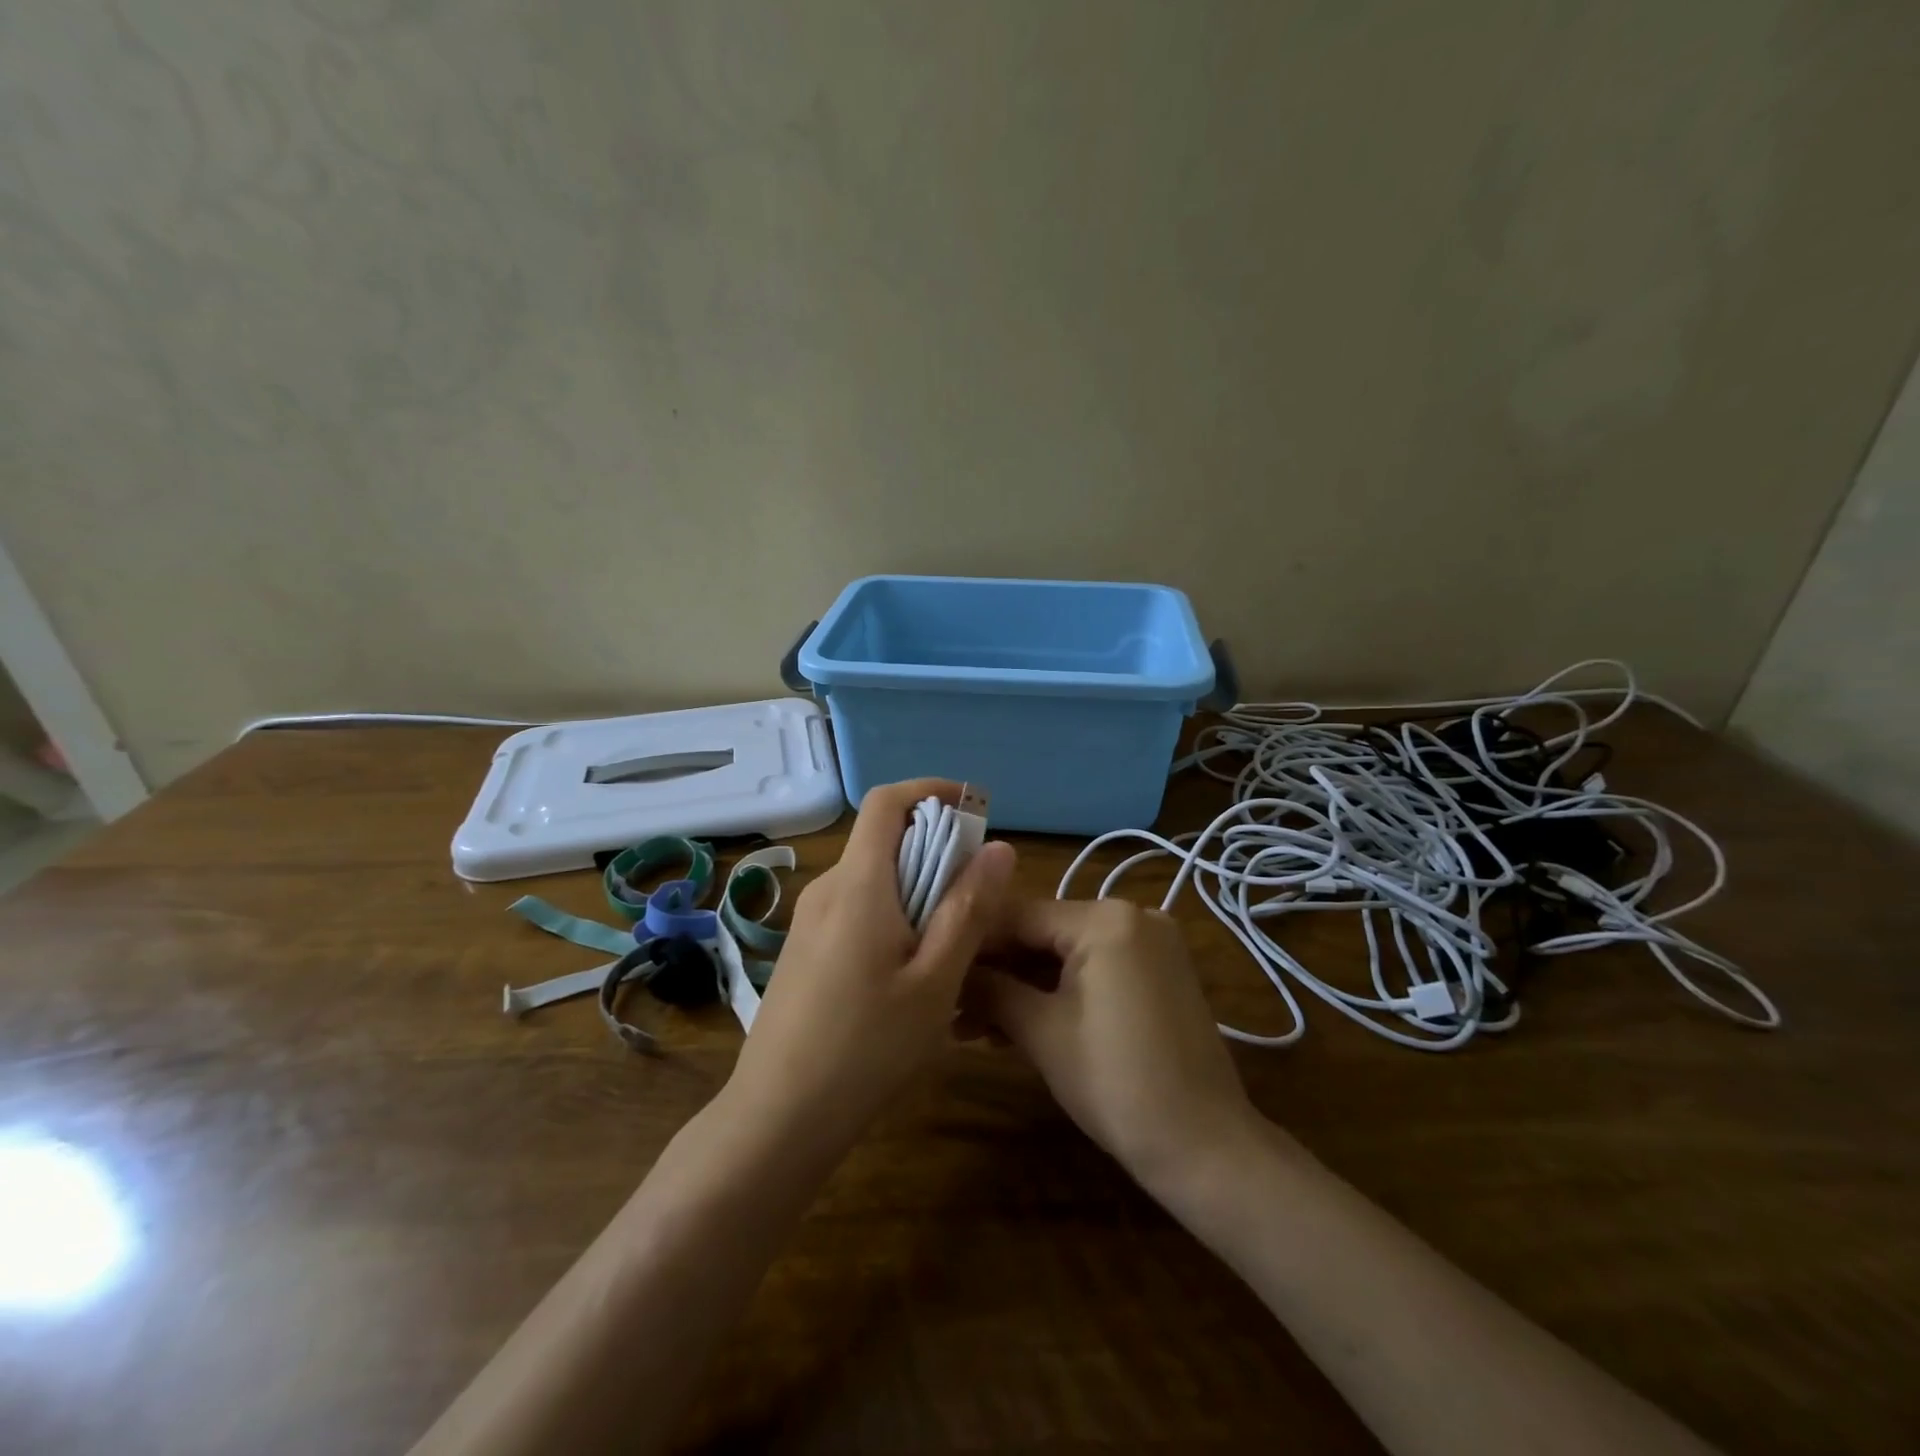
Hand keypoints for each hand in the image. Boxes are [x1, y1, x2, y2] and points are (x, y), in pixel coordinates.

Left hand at [725, 779, 1016, 1158]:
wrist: (777, 1117)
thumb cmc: (866, 1048)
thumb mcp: (935, 982)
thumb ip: (968, 909)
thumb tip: (999, 847)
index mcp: (858, 884)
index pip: (887, 801)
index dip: (931, 791)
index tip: (974, 810)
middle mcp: (827, 889)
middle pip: (883, 840)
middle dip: (935, 848)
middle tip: (978, 893)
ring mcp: (809, 920)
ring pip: (872, 877)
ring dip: (916, 886)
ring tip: (951, 939)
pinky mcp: (803, 949)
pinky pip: (855, 908)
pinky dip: (892, 913)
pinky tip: (910, 970)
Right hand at [977, 899, 1260, 1189]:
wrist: (1204, 1148)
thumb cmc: (1115, 1083)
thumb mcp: (1041, 1032)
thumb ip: (990, 989)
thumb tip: (949, 970)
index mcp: (1106, 917)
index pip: (1019, 914)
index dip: (972, 942)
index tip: (933, 964)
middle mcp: (1132, 915)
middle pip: (1043, 934)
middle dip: (996, 971)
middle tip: (949, 1005)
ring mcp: (1150, 944)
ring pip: (1066, 955)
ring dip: (1022, 988)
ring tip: (971, 1026)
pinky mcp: (1158, 974)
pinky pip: (1094, 970)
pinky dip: (1057, 994)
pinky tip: (1015, 1026)